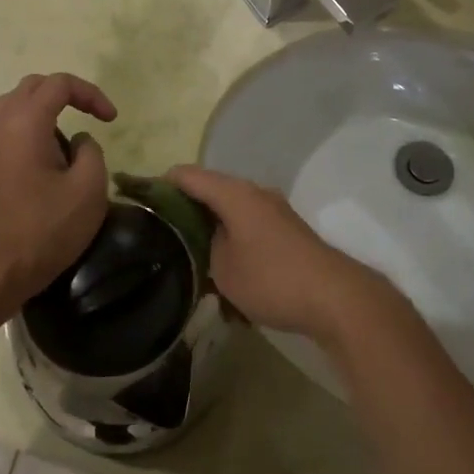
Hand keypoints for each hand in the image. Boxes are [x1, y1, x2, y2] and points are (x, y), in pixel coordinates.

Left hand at [0, 73, 116, 313]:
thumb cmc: (46, 228)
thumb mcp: (89, 188)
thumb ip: (92, 152)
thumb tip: (78, 143)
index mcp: (27, 123)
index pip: (59, 84)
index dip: (90, 93)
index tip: (111, 120)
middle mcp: (3, 126)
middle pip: (33, 86)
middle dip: (66, 93)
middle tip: (91, 114)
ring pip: (15, 105)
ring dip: (46, 109)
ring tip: (69, 135)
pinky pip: (9, 127)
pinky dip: (33, 127)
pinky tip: (51, 155)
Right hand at [167, 165, 398, 346]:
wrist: (334, 297)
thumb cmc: (271, 278)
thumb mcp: (222, 269)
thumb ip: (203, 246)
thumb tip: (202, 238)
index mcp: (234, 193)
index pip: (186, 175)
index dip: (159, 185)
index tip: (139, 203)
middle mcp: (254, 192)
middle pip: (209, 190)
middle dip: (184, 208)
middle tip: (160, 233)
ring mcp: (274, 210)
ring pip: (230, 209)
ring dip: (210, 226)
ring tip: (189, 253)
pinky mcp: (286, 230)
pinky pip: (248, 225)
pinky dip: (231, 237)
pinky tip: (223, 267)